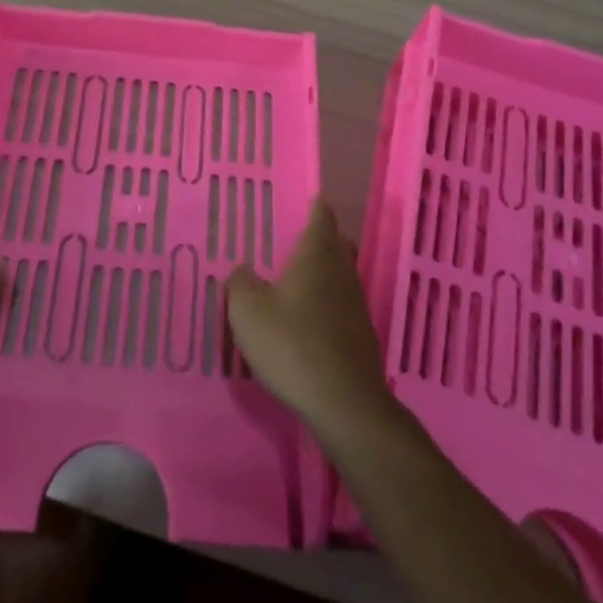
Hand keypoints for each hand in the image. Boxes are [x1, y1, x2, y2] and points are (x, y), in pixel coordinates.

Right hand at [227, 200, 397, 443]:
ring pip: (341, 275)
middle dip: (322, 238)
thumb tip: (243, 270)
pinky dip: (327, 304)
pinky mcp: (361, 335)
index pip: (321, 216)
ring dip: (324, 273)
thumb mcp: (248, 312)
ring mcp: (356, 304)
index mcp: (317, 255)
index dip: (315, 205)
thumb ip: (241, 284)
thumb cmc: (293, 345)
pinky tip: (308, 321)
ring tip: (296, 281)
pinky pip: (342, 306)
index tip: (307, 199)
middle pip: (337, 244)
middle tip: (296, 240)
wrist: (344, 403)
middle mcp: (341, 272)